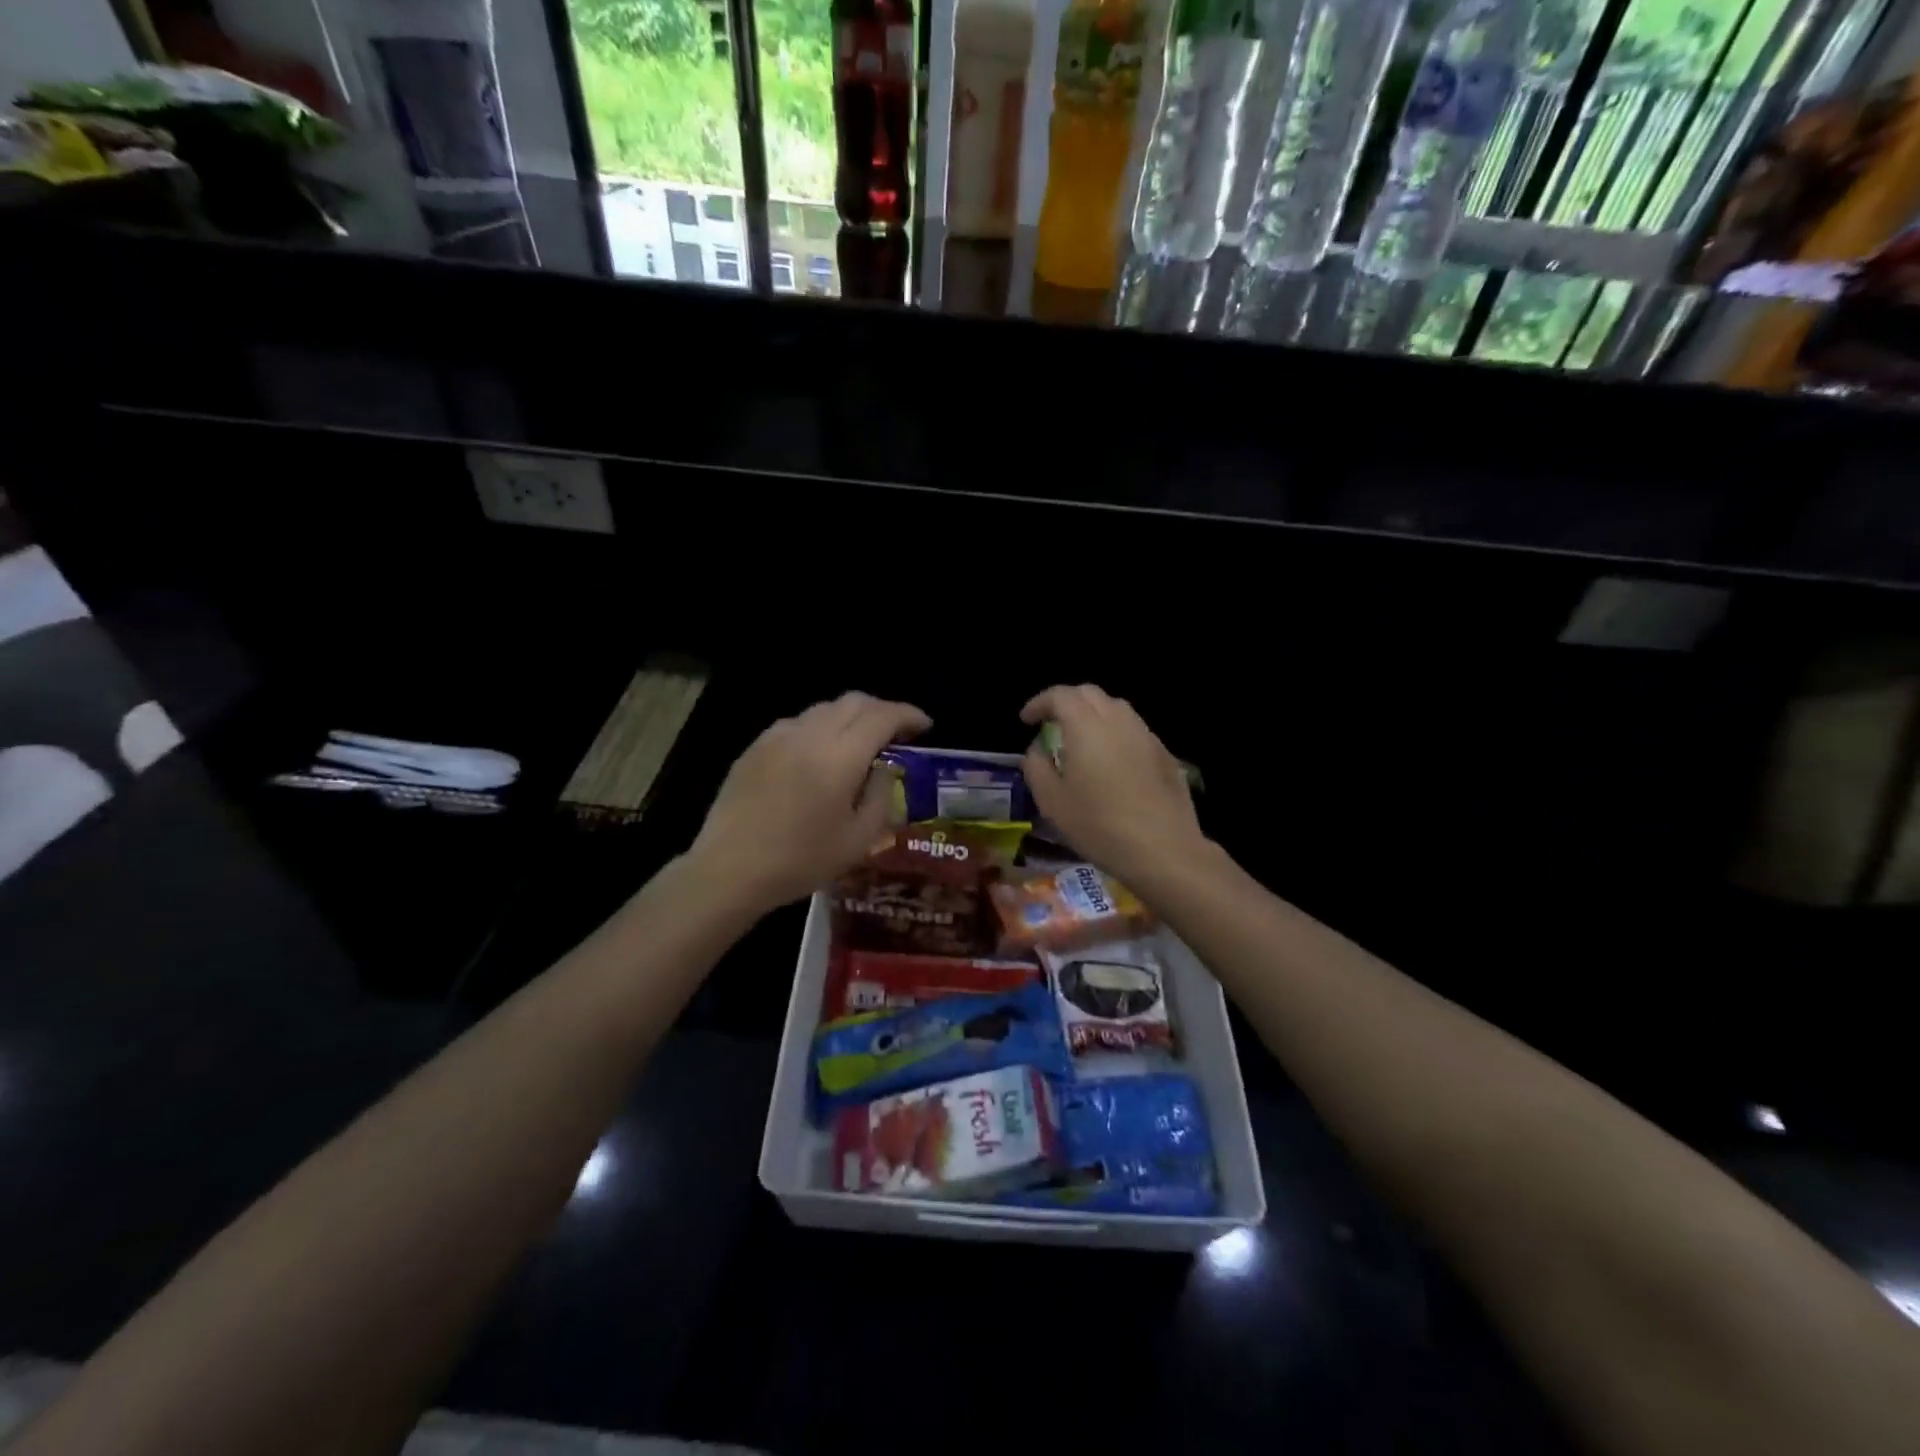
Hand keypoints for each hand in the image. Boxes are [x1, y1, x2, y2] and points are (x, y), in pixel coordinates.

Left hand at [689, 692, 930, 912]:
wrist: (730, 870)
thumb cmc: (801, 861)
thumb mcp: (858, 840)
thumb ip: (879, 796)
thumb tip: (883, 769)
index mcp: (840, 757)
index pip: (883, 716)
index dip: (909, 715)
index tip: (925, 726)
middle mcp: (809, 734)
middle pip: (854, 701)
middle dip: (882, 710)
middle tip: (897, 733)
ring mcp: (778, 736)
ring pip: (824, 709)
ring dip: (850, 717)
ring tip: (860, 742)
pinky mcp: (756, 747)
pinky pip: (797, 723)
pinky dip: (821, 728)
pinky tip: (820, 754)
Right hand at [1020, 684, 1204, 888]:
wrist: (1163, 849)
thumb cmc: (1098, 825)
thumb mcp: (1052, 801)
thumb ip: (1036, 767)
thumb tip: (1037, 750)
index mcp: (1086, 726)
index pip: (1060, 695)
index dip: (1039, 703)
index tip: (1026, 720)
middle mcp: (1118, 720)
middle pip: (1090, 694)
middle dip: (1067, 702)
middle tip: (1051, 723)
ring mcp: (1146, 735)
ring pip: (1116, 709)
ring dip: (1093, 715)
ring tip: (1081, 739)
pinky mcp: (1165, 754)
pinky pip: (1134, 730)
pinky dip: (1115, 733)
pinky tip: (1112, 761)